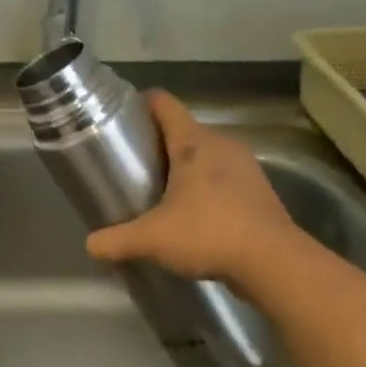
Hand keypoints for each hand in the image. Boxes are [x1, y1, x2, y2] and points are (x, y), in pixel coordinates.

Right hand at [86, 91, 300, 286]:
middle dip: (156, 143)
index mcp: (194, 143)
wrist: (275, 263)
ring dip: (182, 166)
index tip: (119, 120)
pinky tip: (191, 213)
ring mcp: (245, 166)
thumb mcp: (151, 239)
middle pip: (182, 129)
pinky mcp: (258, 190)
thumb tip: (90, 246)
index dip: (139, 104)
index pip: (164, 103)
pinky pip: (222, 177)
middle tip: (131, 165)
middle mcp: (222, 144)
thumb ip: (116, 240)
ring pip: (204, 154)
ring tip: (157, 191)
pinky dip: (204, 186)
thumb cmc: (209, 234)